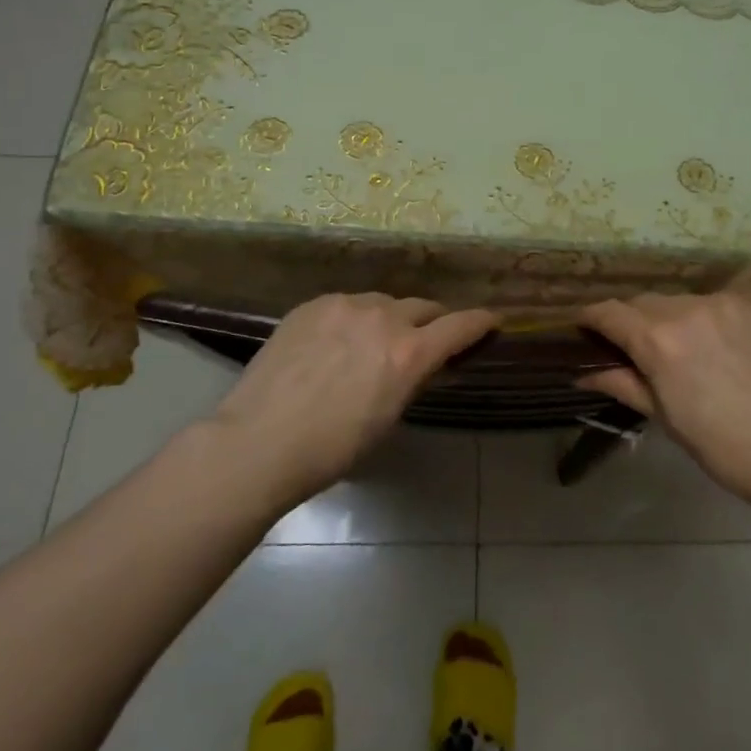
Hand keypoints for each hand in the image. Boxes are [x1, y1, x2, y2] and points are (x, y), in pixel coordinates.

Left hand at [212, 293, 496, 503]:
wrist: (258, 441)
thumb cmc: (331, 448)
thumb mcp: (387, 417)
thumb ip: (411, 378)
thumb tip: (421, 362)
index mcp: (409, 352)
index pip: (460, 325)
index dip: (481, 322)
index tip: (493, 319)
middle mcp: (383, 317)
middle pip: (423, 306)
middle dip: (432, 321)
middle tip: (425, 339)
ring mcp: (345, 305)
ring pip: (383, 302)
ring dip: (389, 318)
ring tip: (371, 342)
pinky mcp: (313, 304)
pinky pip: (346, 304)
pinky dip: (352, 318)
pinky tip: (334, 342)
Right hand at [578, 294, 750, 511]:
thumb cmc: (719, 444)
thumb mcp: (662, 416)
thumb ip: (621, 383)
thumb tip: (582, 373)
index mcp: (659, 341)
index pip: (610, 313)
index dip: (590, 317)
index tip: (582, 327)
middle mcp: (688, 310)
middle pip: (642, 303)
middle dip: (630, 320)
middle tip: (630, 347)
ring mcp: (723, 304)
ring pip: (676, 300)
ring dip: (665, 318)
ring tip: (676, 348)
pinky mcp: (750, 306)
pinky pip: (710, 303)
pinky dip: (700, 318)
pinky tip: (711, 344)